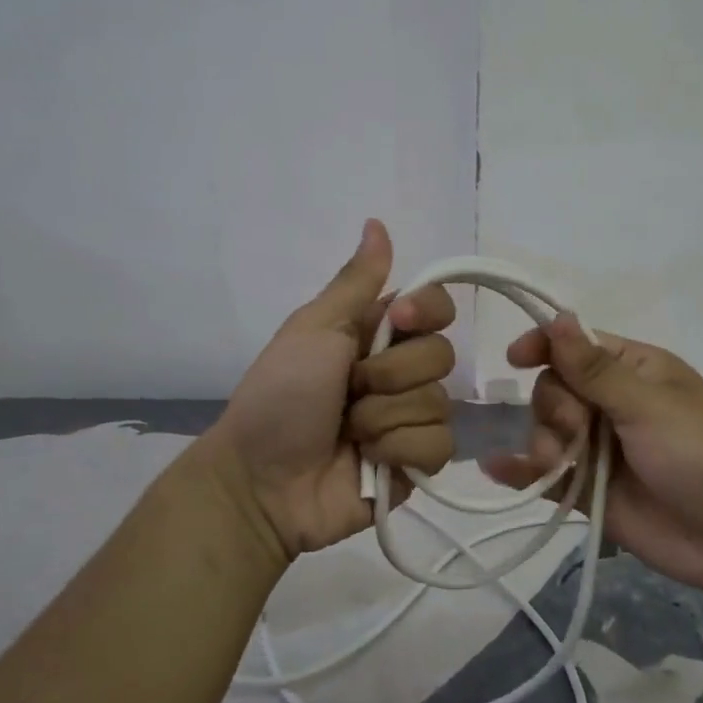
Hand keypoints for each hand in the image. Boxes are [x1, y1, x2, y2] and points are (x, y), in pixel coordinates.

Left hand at [200, 220, 456, 562]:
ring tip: (348, 433)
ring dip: (384, 419)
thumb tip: (376, 221)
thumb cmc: (279, 396)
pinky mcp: (415, 462)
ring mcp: (409, 419)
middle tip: (348, 391)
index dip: (427, 312)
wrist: (261, 481)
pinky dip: (399, 451)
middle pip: (442, 356)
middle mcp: (399, 371)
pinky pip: (439, 446)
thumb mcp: (313, 329)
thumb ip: (355, 281)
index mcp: (377, 334)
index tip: (397, 323)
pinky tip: (368, 460)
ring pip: (440, 404)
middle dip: (389, 377)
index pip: (437, 306)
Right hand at [480, 316, 702, 594]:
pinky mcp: (588, 489)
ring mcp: (598, 448)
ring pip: (545, 431)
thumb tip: (557, 316)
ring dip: (542, 443)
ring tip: (555, 466)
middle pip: (553, 389)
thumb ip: (594, 369)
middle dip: (553, 408)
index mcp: (633, 371)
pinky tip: (497, 468)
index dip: (544, 346)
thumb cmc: (700, 454)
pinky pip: (545, 474)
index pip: (575, 346)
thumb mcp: (647, 405)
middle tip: (576, 429)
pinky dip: (520, 471)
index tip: (515, 358)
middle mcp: (611, 404)